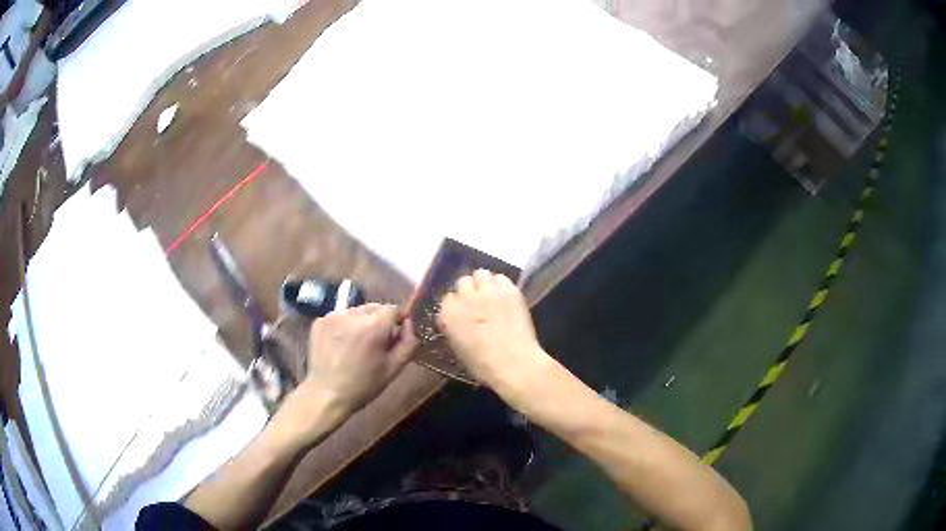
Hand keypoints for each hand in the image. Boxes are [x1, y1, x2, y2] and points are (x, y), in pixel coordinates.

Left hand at [295, 304, 416, 422]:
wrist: (326, 394)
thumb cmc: (364, 385)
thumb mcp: (394, 368)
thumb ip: (408, 342)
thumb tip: (409, 324)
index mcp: (374, 325)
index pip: (393, 308)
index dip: (397, 321)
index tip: (394, 336)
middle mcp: (353, 314)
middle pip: (374, 307)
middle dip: (379, 321)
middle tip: (376, 343)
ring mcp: (334, 316)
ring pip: (356, 311)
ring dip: (361, 322)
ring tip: (357, 344)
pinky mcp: (319, 321)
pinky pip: (340, 317)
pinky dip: (344, 326)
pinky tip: (342, 345)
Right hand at [438, 270, 548, 391]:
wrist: (514, 363)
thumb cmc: (483, 365)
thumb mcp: (458, 347)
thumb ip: (454, 326)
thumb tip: (459, 318)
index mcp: (448, 314)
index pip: (448, 298)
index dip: (458, 304)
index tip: (464, 311)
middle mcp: (465, 297)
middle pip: (463, 281)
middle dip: (470, 290)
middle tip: (478, 301)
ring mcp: (488, 291)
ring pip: (481, 274)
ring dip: (485, 283)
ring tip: (492, 294)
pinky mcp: (508, 289)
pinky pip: (501, 278)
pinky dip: (501, 285)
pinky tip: (506, 296)